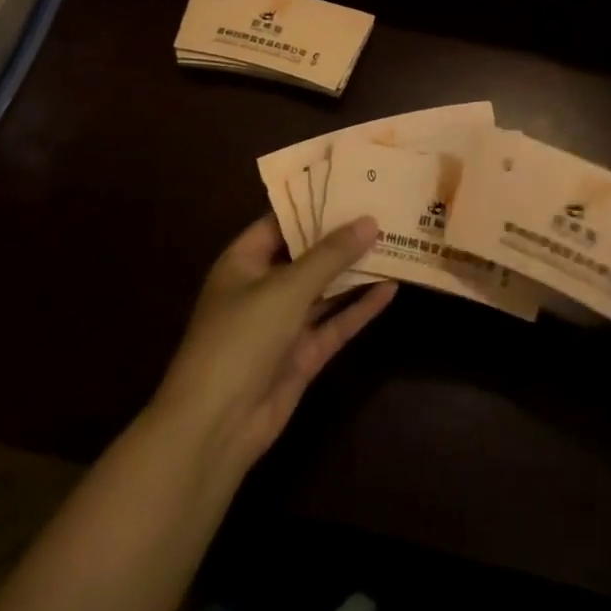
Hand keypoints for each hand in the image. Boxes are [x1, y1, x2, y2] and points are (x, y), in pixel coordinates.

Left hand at [155, 216, 395, 474]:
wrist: (215, 428)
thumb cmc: (241, 338)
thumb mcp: (287, 288)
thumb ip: (330, 255)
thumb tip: (370, 221)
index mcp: (244, 262)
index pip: (281, 221)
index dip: (314, 203)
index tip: (352, 183)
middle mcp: (262, 288)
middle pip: (307, 255)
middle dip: (342, 236)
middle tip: (383, 207)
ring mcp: (282, 325)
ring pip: (324, 290)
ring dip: (355, 271)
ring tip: (395, 241)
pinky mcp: (301, 356)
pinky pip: (334, 324)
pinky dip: (359, 308)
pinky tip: (391, 288)